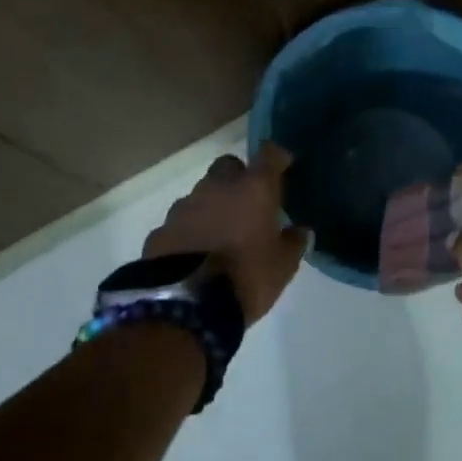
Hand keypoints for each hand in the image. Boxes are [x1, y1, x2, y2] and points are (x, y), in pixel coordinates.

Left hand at [144, 143, 310, 324]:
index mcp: (253, 189)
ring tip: (221, 233)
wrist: (186, 305)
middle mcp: (217, 187)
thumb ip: (294, 242)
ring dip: (213, 205)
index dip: (277, 156)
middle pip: (228, 165)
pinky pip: (181, 221)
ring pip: (202, 193)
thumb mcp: (283, 266)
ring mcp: (184, 206)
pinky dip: (191, 229)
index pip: (268, 155)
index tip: (283, 164)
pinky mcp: (161, 229)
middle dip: (238, 177)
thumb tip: (300, 230)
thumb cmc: (246, 278)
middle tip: (248, 202)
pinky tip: (196, 251)